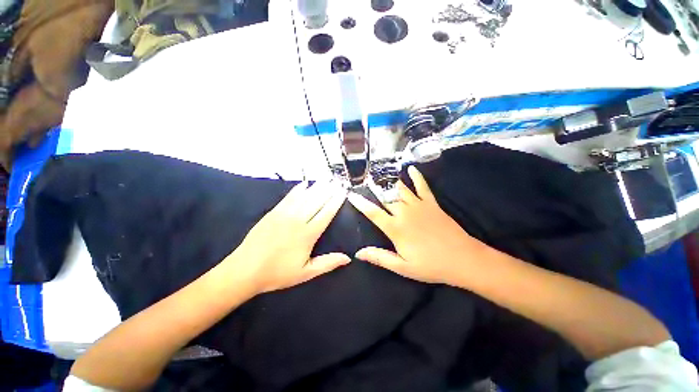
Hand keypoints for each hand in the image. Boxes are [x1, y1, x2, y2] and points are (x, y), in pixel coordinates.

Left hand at [232, 180, 350, 293]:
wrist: (245, 270)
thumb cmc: (278, 273)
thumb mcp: (306, 273)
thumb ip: (327, 263)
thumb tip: (348, 258)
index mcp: (308, 234)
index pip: (326, 213)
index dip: (336, 201)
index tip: (343, 192)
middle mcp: (298, 220)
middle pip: (317, 201)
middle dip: (329, 190)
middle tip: (337, 181)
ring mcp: (284, 214)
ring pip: (304, 197)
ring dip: (316, 187)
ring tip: (326, 179)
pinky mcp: (273, 212)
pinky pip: (289, 197)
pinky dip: (298, 189)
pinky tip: (304, 184)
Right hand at [348, 166, 486, 285]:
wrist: (462, 259)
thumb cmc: (430, 265)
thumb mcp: (402, 267)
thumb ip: (379, 257)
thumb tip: (358, 253)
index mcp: (395, 228)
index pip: (373, 213)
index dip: (360, 203)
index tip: (351, 194)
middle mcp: (404, 213)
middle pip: (385, 198)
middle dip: (373, 190)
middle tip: (364, 181)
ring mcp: (419, 206)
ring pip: (400, 190)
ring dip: (389, 182)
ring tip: (380, 174)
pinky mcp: (431, 203)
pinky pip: (422, 186)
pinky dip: (417, 176)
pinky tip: (411, 168)